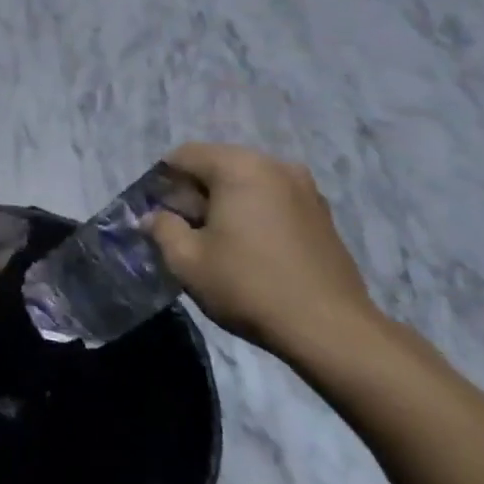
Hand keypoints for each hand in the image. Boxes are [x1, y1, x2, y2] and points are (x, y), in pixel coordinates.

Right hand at [148, 143, 385, 367]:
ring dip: (225, 203)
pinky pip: (273, 199)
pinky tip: (250, 249)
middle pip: (218, 164)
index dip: (162, 181)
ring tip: (217, 242)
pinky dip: (254, 213)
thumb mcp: (187, 261)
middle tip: (183, 230)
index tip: (156, 213)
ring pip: (247, 182)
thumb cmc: (248, 286)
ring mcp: (305, 188)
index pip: (184, 155)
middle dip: (194, 192)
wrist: (329, 328)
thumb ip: (162, 229)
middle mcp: (274, 165)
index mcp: (238, 166)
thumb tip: (153, 217)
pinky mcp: (322, 213)